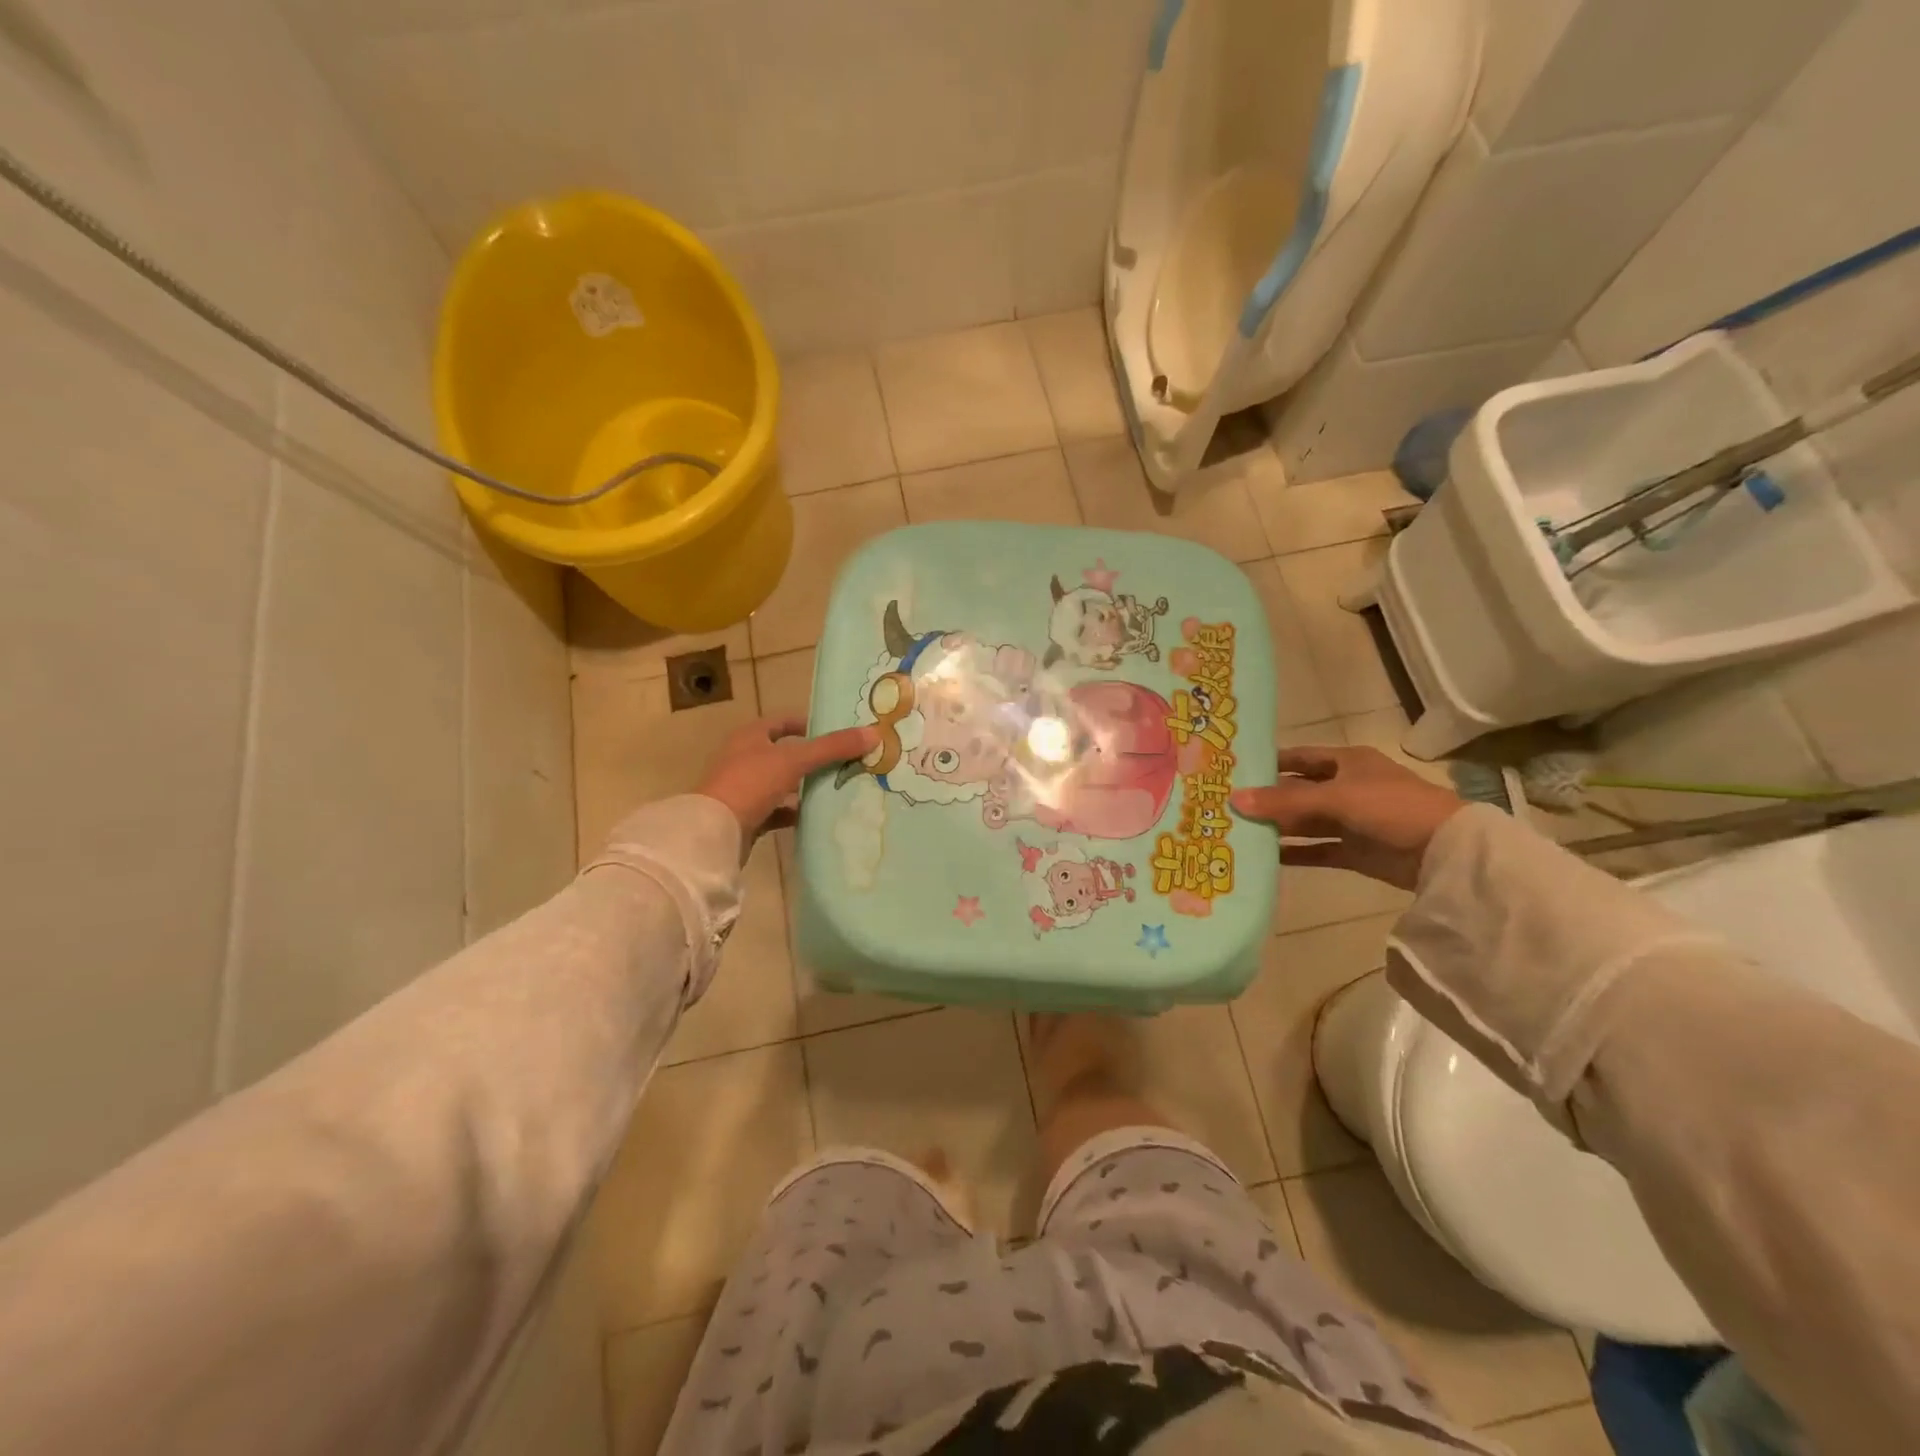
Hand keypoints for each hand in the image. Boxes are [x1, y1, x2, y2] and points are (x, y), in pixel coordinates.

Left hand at [698, 716, 878, 847]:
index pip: (781, 723)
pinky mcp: (745, 817)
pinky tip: (813, 817)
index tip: (833, 733)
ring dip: (803, 787)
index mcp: (749, 737)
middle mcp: (743, 759)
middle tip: (843, 762)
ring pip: (781, 783)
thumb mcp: (795, 760)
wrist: (715, 832)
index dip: (805, 724)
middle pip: (783, 754)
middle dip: (811, 759)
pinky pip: (775, 811)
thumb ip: (833, 747)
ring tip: (835, 789)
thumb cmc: (751, 783)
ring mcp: (742, 789)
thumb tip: (874, 733)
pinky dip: (793, 812)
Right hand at [1230, 746, 1465, 889]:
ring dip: (1277, 826)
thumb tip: (1234, 799)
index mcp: (1347, 762)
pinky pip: (1317, 850)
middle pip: (1298, 791)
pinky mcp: (1355, 851)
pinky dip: (1294, 853)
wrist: (1445, 851)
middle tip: (1226, 805)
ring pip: (1305, 822)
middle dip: (1267, 798)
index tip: (1234, 770)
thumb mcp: (1335, 797)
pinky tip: (1265, 857)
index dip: (1269, 762)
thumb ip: (1284, 801)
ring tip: (1237, 831)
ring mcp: (1351, 821)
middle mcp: (1346, 787)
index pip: (1299, 758)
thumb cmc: (1390, 807)